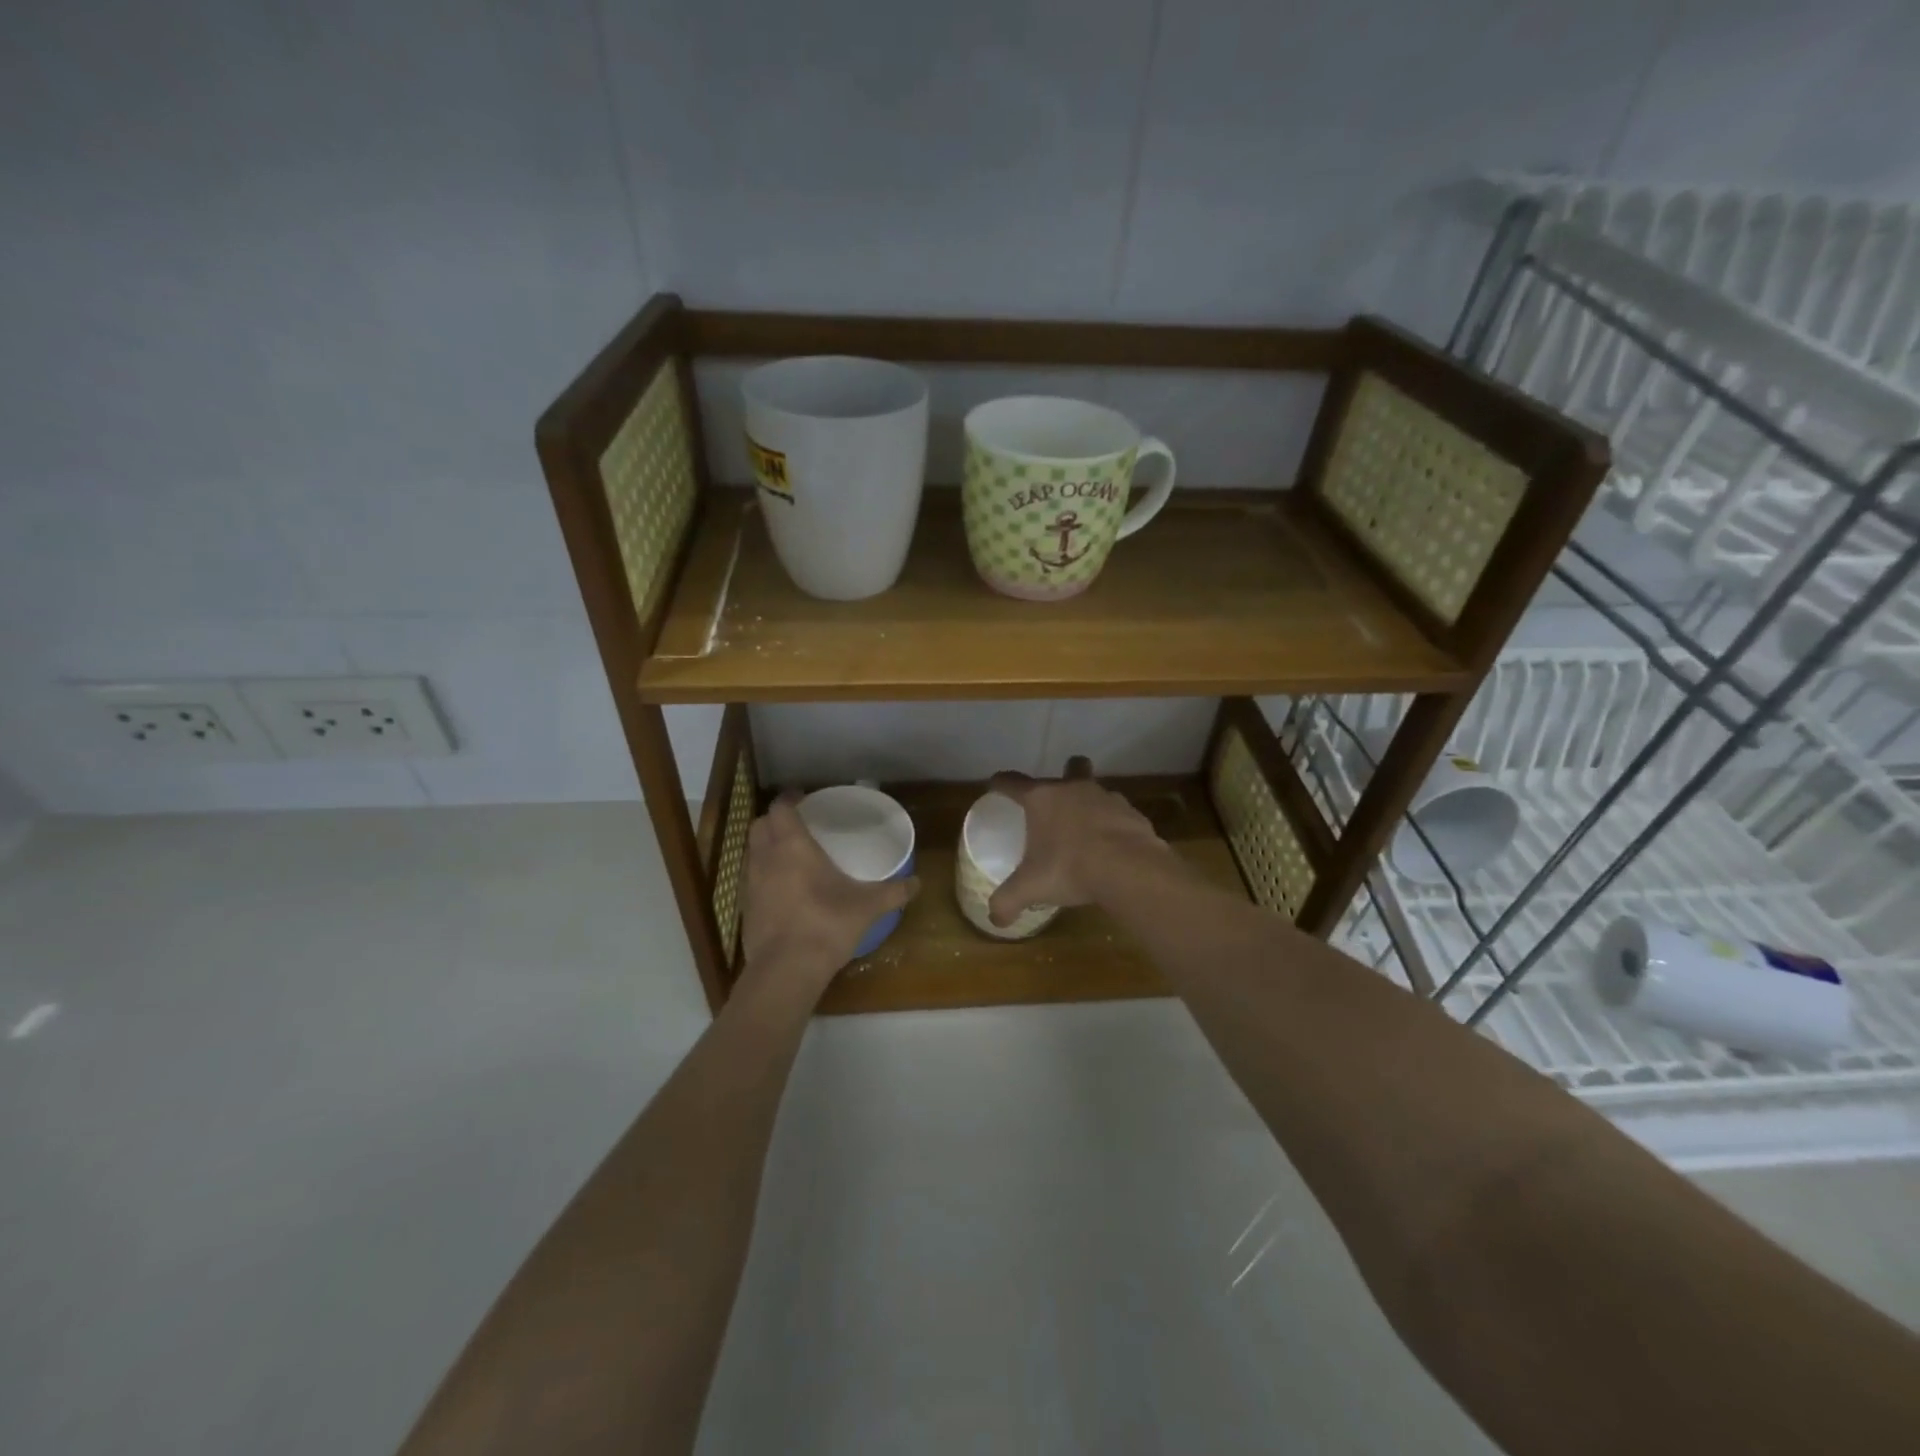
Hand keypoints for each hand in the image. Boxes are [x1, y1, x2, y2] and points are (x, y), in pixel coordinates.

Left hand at [738, 792, 918, 996]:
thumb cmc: (826, 925)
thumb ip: (893, 892)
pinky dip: (764, 875)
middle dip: (775, 820)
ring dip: (767, 846)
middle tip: (797, 824)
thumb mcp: (867, 907)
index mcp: (792, 846)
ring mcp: (750, 883)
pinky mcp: (745, 908)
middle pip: (760, 825)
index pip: (780, 808)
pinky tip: (783, 889)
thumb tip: (917, 883)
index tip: (802, 798)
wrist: (786, 970)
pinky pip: (751, 879)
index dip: (789, 799)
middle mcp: (766, 858)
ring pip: (752, 852)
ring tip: (790, 855)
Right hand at [986, 759, 1175, 928]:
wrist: (1130, 869)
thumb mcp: (1031, 888)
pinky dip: (1114, 826)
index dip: (1000, 783)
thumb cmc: (1070, 868)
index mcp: (1042, 798)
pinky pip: (1119, 815)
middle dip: (1066, 773)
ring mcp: (1108, 798)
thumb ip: (1008, 901)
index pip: (1012, 782)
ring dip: (1091, 804)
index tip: (995, 786)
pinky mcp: (1133, 814)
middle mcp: (1074, 788)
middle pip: (1070, 767)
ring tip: (1087, 830)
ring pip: (1097, 790)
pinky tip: (1113, 848)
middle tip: (1059, 797)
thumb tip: (994, 920)